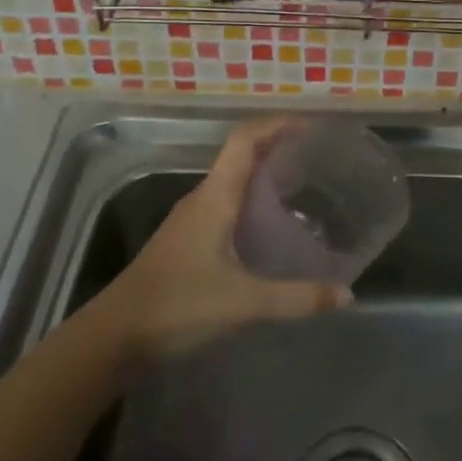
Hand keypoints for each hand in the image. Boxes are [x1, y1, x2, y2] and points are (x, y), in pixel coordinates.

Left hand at [97, 118, 350, 363]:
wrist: (114, 337)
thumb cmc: (177, 306)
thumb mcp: (243, 303)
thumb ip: (296, 298)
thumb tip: (347, 294)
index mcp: (215, 196)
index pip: (245, 139)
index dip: (277, 124)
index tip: (312, 124)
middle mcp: (203, 198)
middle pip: (242, 155)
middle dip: (278, 146)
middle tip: (318, 154)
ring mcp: (192, 219)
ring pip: (234, 180)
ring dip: (265, 173)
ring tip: (304, 183)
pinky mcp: (189, 240)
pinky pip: (227, 204)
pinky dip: (253, 200)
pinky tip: (272, 225)